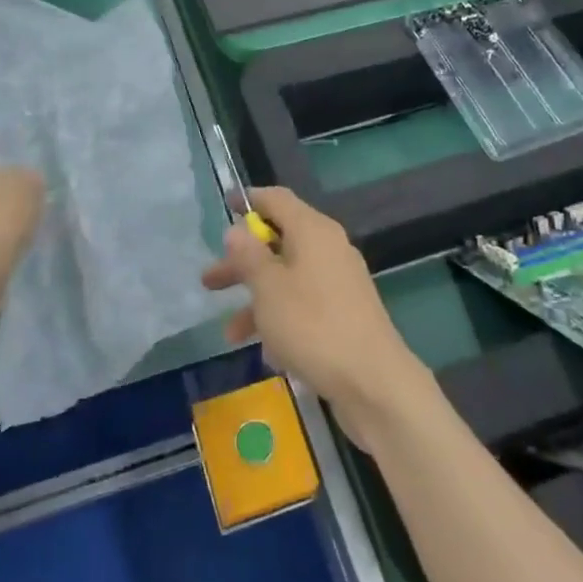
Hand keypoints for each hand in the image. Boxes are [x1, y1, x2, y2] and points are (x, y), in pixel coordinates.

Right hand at [202, 187, 429, 448]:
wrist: (373, 382)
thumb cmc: (313, 326)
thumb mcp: (269, 288)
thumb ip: (249, 256)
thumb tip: (237, 230)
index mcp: (313, 231)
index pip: (277, 199)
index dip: (249, 201)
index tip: (224, 206)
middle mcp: (329, 248)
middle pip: (278, 242)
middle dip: (242, 262)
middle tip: (209, 281)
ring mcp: (340, 281)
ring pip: (288, 278)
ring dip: (257, 299)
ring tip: (230, 333)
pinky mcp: (345, 313)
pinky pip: (304, 304)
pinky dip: (281, 319)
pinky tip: (268, 353)